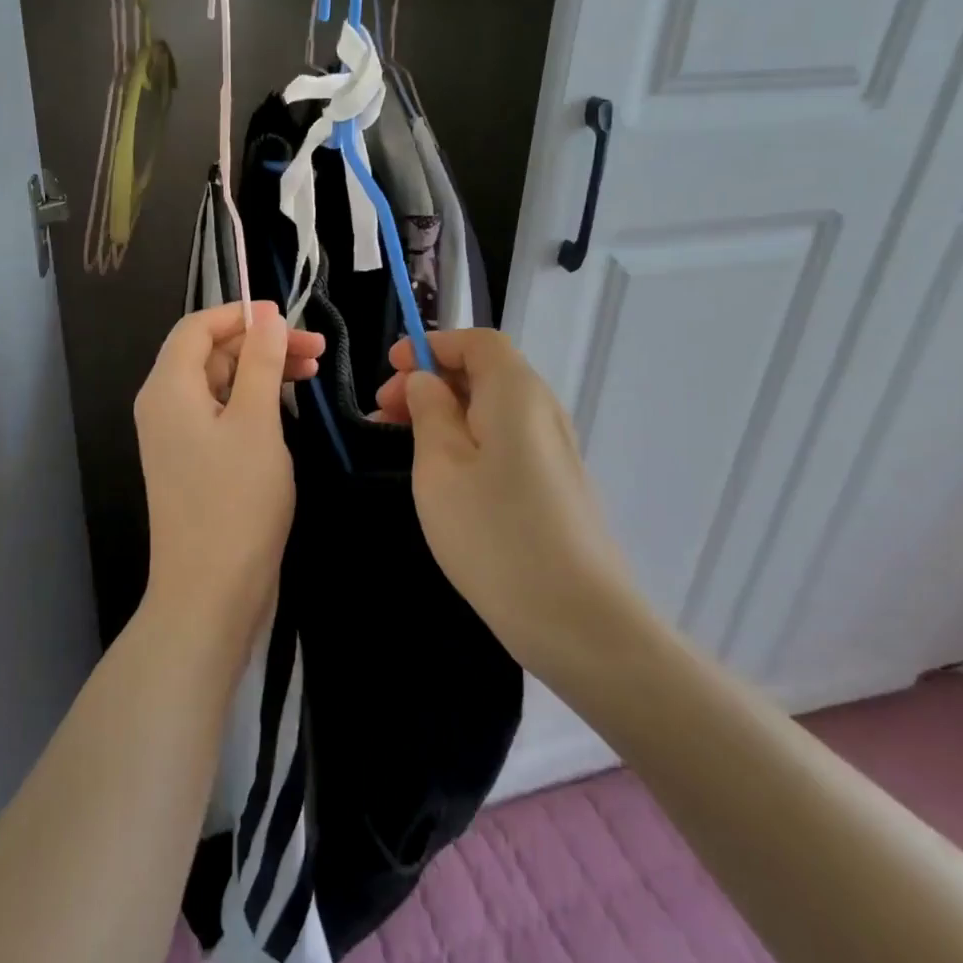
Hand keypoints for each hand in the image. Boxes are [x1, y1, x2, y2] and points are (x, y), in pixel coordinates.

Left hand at [134, 301, 323, 657]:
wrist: (211, 592)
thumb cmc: (236, 501)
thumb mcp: (256, 422)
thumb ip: (261, 362)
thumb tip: (266, 317)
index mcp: (168, 388)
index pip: (197, 327)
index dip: (241, 314)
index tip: (288, 317)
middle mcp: (164, 406)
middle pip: (210, 353)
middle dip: (261, 343)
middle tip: (317, 350)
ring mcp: (176, 437)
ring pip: (220, 384)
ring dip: (262, 371)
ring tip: (313, 372)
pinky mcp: (193, 462)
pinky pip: (221, 414)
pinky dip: (253, 402)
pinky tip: (287, 406)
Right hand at [373, 330, 637, 671]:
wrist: (579, 621)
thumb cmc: (496, 535)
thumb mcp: (441, 468)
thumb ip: (429, 412)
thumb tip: (426, 381)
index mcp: (516, 393)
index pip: (477, 341)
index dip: (432, 344)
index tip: (390, 367)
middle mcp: (543, 411)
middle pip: (485, 372)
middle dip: (431, 380)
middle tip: (383, 411)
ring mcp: (554, 450)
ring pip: (493, 409)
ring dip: (446, 412)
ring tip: (401, 441)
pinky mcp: (556, 484)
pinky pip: (506, 440)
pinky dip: (468, 439)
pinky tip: (442, 474)